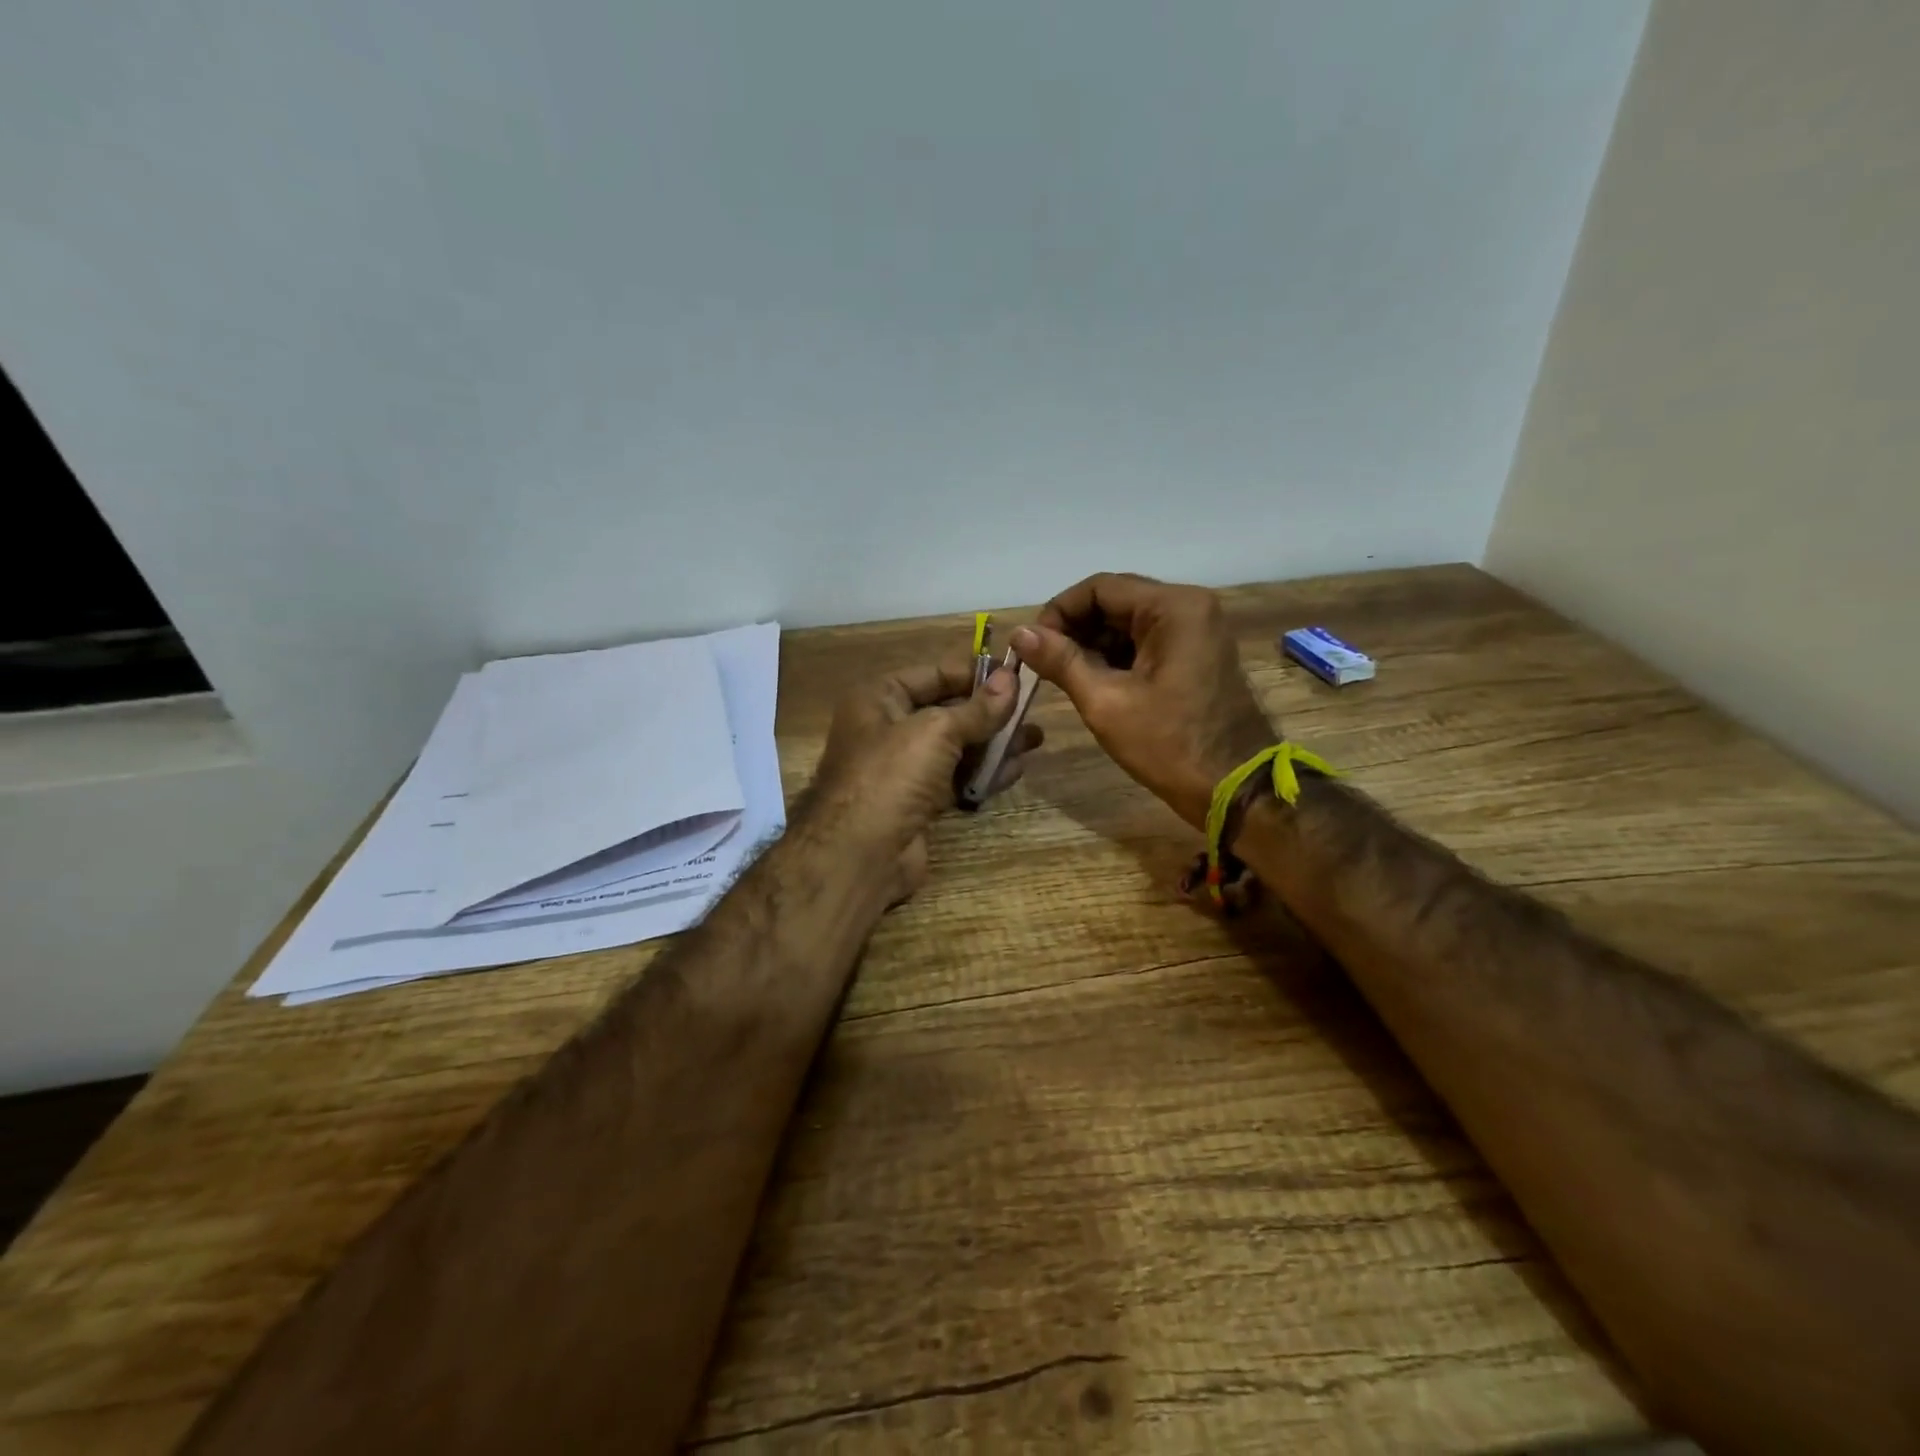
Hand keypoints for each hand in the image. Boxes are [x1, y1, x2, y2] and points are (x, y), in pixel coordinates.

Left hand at [803, 659, 1043, 900]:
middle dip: (990, 711)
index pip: (933, 674)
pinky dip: (983, 773)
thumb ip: (978, 708)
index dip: (974, 672)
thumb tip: (1010, 679)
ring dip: (993, 743)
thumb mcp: (937, 730)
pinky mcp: (917, 802)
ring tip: (1035, 739)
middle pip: (947, 711)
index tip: (1015, 673)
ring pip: (955, 747)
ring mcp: (902, 768)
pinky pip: (955, 778)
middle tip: (1032, 708)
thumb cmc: (892, 774)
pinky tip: (1015, 769)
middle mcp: (887, 728)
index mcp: (879, 698)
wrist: (860, 853)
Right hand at [1011, 573, 1274, 829]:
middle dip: (1074, 629)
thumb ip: (1061, 661)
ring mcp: (1197, 631)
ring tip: (1062, 676)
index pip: (1099, 588)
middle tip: (1042, 664)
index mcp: (1173, 608)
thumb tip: (1019, 633)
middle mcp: (1189, 607)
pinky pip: (1146, 642)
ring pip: (1128, 623)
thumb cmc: (1168, 745)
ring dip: (1092, 645)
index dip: (1058, 612)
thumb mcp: (1106, 702)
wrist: (1234, 790)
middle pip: (1115, 601)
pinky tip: (1092, 682)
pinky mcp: (1196, 654)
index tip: (1032, 646)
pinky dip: (1116, 657)